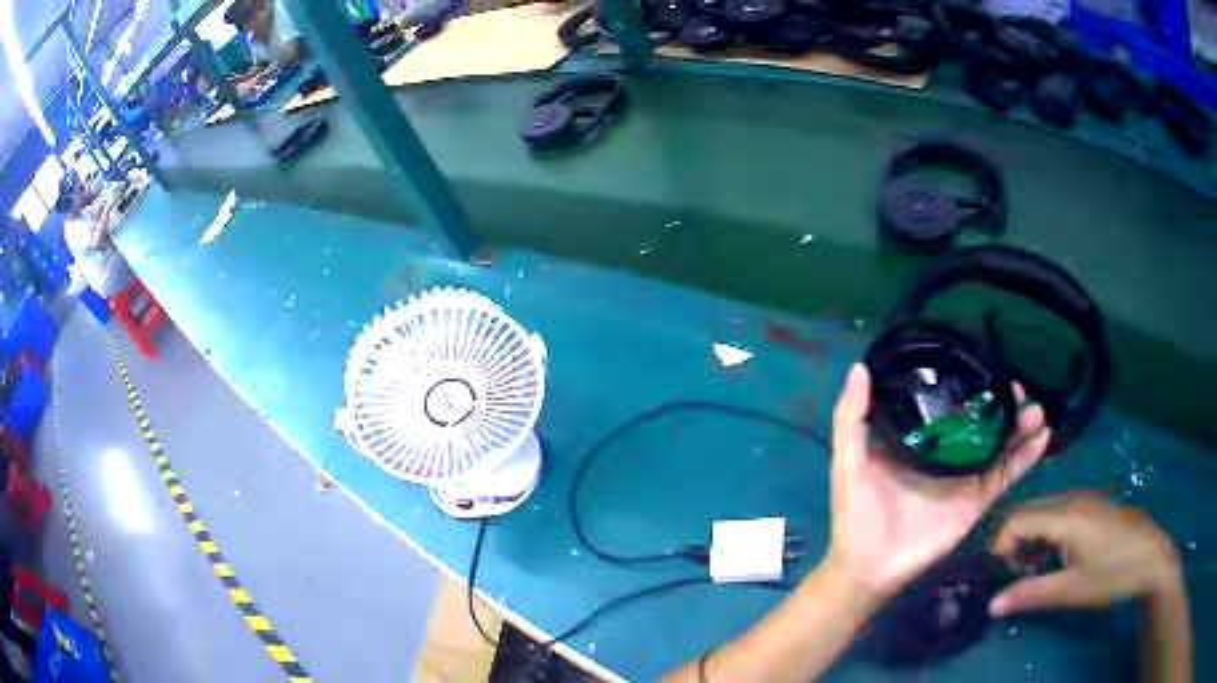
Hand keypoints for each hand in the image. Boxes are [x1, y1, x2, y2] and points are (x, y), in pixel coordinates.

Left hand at [824, 363, 1050, 601]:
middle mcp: (945, 455)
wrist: (869, 568)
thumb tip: (860, 366)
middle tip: (1016, 385)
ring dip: (1019, 426)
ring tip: (1036, 408)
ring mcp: (964, 477)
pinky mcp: (976, 500)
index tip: (984, 362)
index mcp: (917, 441)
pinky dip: (1025, 458)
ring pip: (999, 444)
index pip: (947, 405)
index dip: (966, 384)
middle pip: (980, 422)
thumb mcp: (849, 461)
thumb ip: (851, 418)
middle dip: (1000, 403)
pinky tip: (1043, 437)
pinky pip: (1005, 475)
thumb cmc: (856, 515)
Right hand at [989, 492, 1182, 616]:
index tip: (995, 576)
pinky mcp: (1093, 506)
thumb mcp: (1072, 590)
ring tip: (1031, 571)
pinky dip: (1046, 534)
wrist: (1151, 557)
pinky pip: (1059, 513)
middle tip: (1010, 576)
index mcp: (1067, 515)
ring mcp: (1085, 499)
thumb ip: (1031, 594)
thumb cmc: (1113, 573)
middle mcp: (1073, 498)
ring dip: (1029, 539)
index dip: (998, 546)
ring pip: (1043, 511)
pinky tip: (1054, 558)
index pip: (1016, 519)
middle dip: (1011, 542)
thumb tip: (991, 604)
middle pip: (1028, 511)